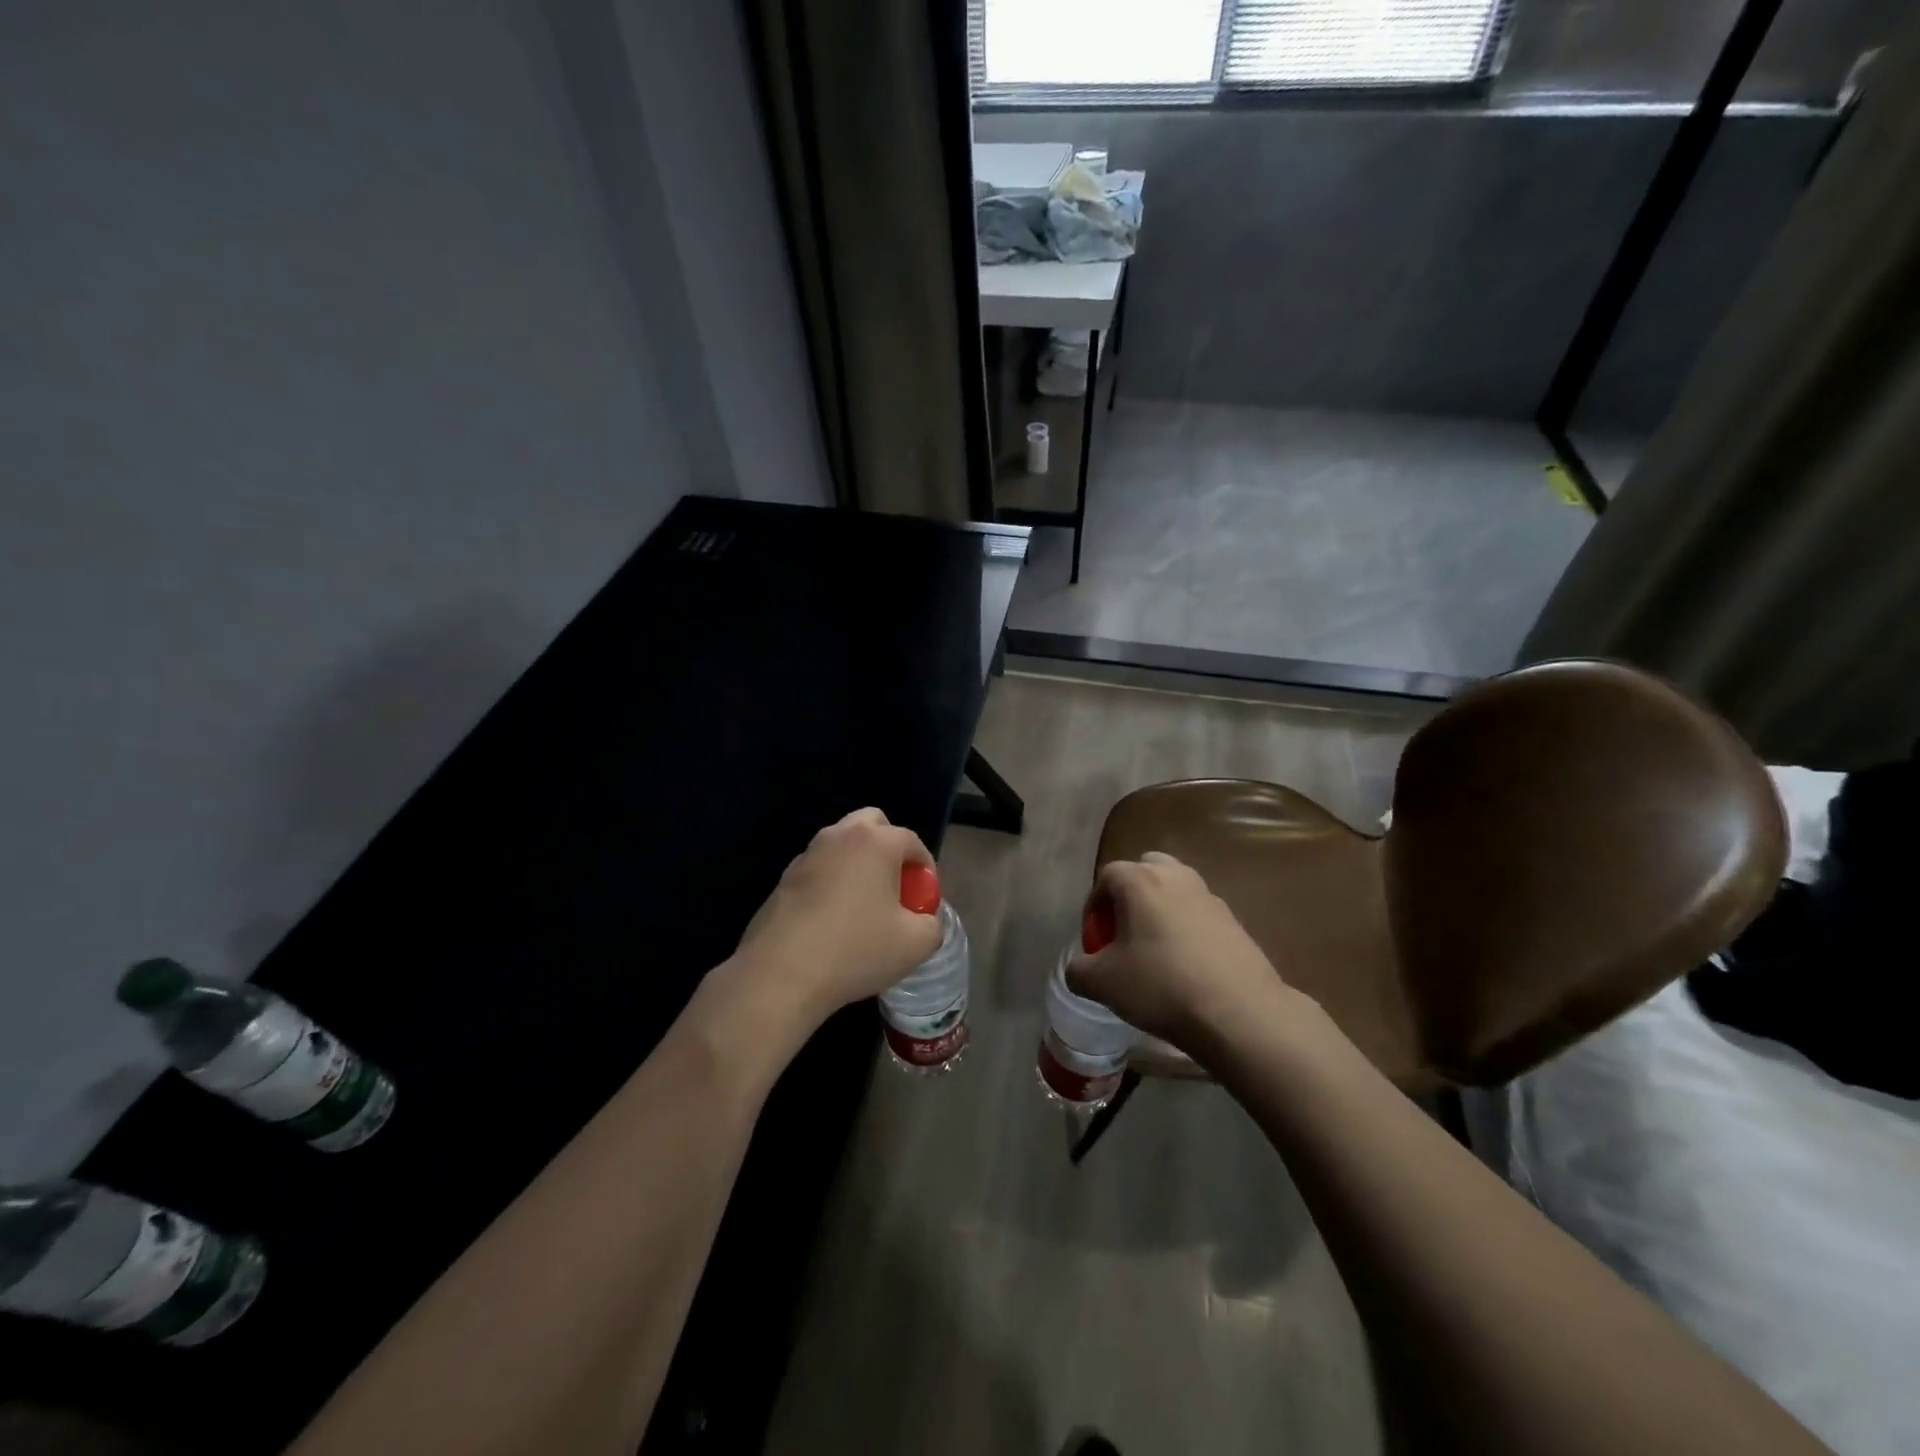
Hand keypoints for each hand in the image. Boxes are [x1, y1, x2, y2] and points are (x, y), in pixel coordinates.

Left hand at [729, 809, 944, 1030]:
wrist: (781, 974)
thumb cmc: (856, 950)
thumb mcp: (915, 945)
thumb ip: (932, 925)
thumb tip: (925, 921)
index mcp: (876, 842)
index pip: (912, 841)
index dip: (925, 868)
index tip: (925, 898)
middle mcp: (840, 836)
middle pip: (873, 824)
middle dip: (890, 848)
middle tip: (895, 887)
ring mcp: (807, 855)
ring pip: (842, 845)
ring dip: (858, 864)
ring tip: (864, 906)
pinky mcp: (784, 878)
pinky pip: (819, 869)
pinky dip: (832, 882)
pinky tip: (832, 921)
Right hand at [1065, 852, 1290, 1053]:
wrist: (1239, 1012)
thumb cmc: (1161, 986)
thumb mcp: (1103, 983)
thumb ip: (1078, 969)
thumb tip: (1079, 967)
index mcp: (1140, 880)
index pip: (1106, 877)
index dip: (1094, 906)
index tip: (1095, 939)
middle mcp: (1176, 876)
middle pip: (1145, 870)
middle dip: (1130, 895)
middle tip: (1124, 933)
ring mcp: (1209, 896)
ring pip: (1175, 890)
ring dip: (1160, 909)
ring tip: (1155, 950)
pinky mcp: (1234, 921)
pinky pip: (1199, 914)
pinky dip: (1187, 929)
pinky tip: (1186, 967)